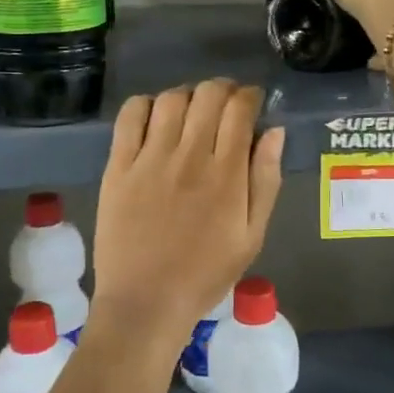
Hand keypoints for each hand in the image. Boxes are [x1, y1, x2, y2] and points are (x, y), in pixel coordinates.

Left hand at [92, 79, 284, 345]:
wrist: (146, 303)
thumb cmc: (206, 274)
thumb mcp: (252, 235)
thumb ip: (266, 180)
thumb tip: (275, 131)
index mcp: (226, 174)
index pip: (240, 109)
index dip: (250, 96)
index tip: (252, 103)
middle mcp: (189, 156)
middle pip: (208, 95)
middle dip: (223, 89)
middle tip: (226, 105)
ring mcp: (150, 159)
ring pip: (171, 99)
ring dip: (188, 96)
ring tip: (192, 112)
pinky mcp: (118, 166)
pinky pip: (130, 117)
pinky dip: (146, 105)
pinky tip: (155, 118)